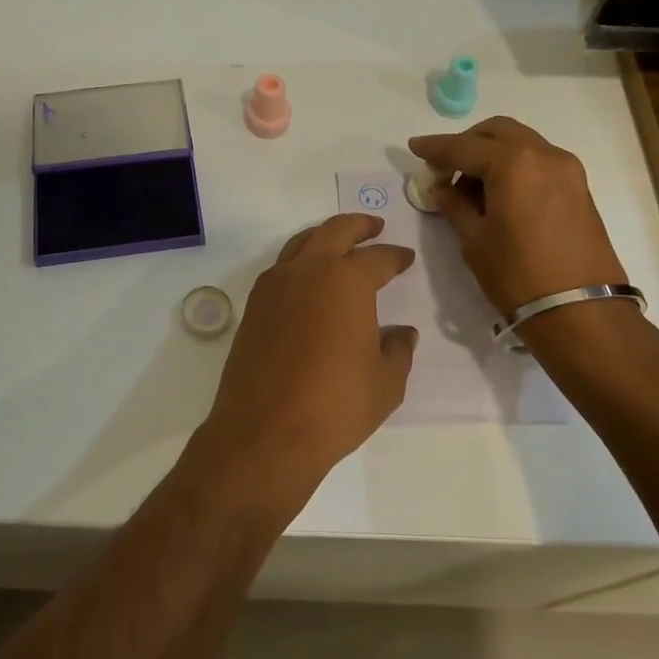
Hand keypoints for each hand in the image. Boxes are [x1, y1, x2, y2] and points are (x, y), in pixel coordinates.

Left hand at [193, 214, 417, 506]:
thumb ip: (398, 350)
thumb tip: (402, 333)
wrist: (265, 432)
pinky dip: (299, 263)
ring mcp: (274, 286)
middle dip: (358, 225)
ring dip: (324, 238)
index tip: (406, 258)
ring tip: (339, 246)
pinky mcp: (253, 307)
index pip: (378, 258)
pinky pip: (280, 269)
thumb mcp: (386, 382)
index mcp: (347, 281)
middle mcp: (308, 271)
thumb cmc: (336, 406)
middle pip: (334, 231)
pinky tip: (308, 281)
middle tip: (373, 227)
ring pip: (301, 244)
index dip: (395, 256)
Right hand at [408, 116, 627, 316]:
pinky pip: (538, 161)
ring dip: (491, 154)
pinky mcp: (579, 187)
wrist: (581, 312)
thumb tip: (442, 188)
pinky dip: (513, 166)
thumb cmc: (518, 276)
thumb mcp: (475, 240)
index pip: (464, 146)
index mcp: (514, 163)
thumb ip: (454, 205)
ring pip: (520, 143)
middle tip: (443, 168)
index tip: (414, 147)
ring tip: (469, 187)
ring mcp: (567, 169)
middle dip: (466, 143)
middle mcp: (544, 155)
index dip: (435, 147)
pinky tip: (497, 194)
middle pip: (497, 132)